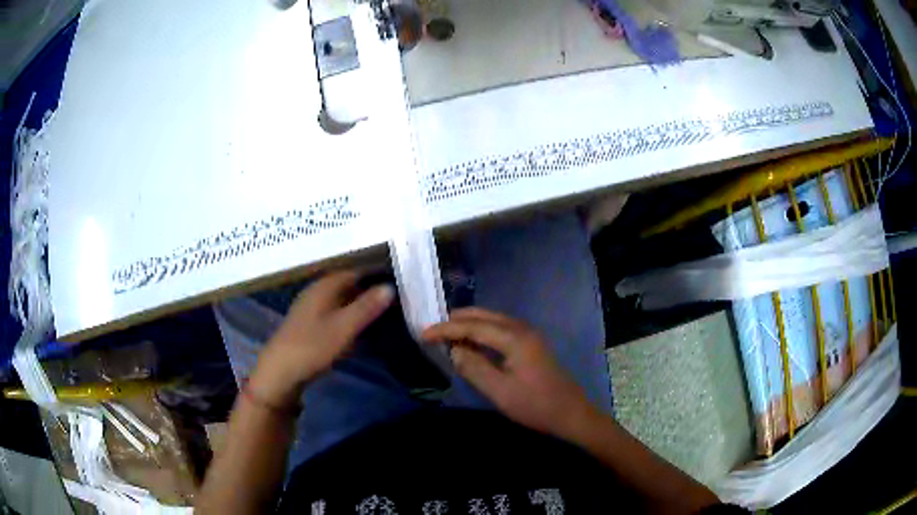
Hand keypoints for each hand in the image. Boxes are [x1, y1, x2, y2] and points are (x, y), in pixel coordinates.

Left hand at [249, 271, 394, 407]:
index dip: (375, 275)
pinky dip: (347, 319)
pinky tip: (357, 331)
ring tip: (381, 316)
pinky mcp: (308, 325)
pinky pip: (333, 314)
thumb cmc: (313, 346)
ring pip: (340, 301)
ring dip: (358, 307)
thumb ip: (367, 307)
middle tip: (394, 302)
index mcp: (324, 286)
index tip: (396, 284)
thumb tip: (390, 286)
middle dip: (368, 292)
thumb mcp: (344, 327)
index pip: (354, 271)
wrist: (280, 371)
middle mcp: (316, 292)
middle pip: (347, 285)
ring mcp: (310, 308)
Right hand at [422, 308, 597, 438]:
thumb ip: (473, 368)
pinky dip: (482, 331)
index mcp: (514, 337)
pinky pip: (501, 329)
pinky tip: (473, 343)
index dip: (446, 329)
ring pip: (493, 320)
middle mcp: (522, 329)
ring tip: (447, 335)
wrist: (571, 414)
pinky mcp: (532, 344)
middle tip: (433, 330)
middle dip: (457, 320)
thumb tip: (453, 350)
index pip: (473, 326)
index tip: (423, 334)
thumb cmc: (535, 406)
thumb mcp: (499, 391)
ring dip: (469, 325)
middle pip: (483, 316)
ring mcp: (529, 335)